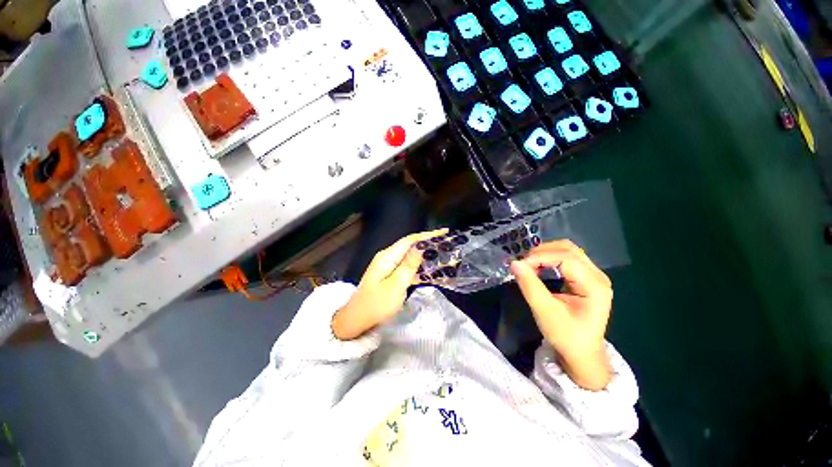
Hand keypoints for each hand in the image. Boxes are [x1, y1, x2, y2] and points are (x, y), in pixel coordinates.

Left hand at [332, 229, 447, 340]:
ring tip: (442, 255)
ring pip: (410, 256)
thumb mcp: (396, 285)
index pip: (410, 240)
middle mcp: (388, 257)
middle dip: (428, 243)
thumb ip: (409, 265)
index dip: (427, 235)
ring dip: (425, 256)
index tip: (444, 232)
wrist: (357, 319)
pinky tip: (430, 270)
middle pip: (410, 246)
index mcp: (388, 256)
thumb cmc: (377, 304)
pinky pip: (407, 267)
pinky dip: (418, 267)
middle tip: (446, 244)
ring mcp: (388, 266)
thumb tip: (421, 247)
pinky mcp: (390, 274)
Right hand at [510, 240, 612, 390]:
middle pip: (569, 249)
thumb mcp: (545, 312)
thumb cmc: (566, 336)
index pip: (566, 259)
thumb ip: (529, 285)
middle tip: (523, 262)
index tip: (519, 265)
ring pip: (568, 251)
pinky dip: (549, 258)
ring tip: (528, 263)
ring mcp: (594, 276)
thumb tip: (514, 263)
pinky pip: (567, 259)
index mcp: (595, 286)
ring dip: (545, 253)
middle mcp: (598, 276)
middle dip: (542, 252)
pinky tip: (538, 266)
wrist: (581, 354)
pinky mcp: (585, 278)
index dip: (540, 258)